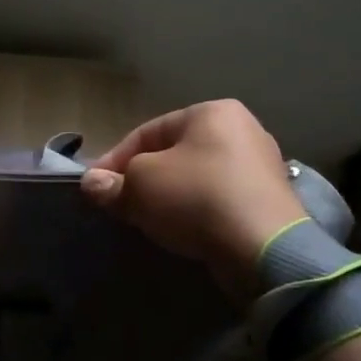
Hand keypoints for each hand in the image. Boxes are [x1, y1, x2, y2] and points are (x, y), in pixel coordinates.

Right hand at [80, 99, 307, 297]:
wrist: (263, 247)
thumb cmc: (195, 198)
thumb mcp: (140, 186)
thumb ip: (113, 182)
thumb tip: (91, 184)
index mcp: (211, 112)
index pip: (147, 132)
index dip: (114, 159)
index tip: (95, 186)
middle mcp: (242, 129)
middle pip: (174, 154)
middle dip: (143, 178)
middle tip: (121, 203)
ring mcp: (261, 165)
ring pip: (197, 177)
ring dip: (169, 196)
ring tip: (148, 219)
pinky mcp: (270, 200)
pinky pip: (219, 199)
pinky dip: (197, 211)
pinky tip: (183, 229)